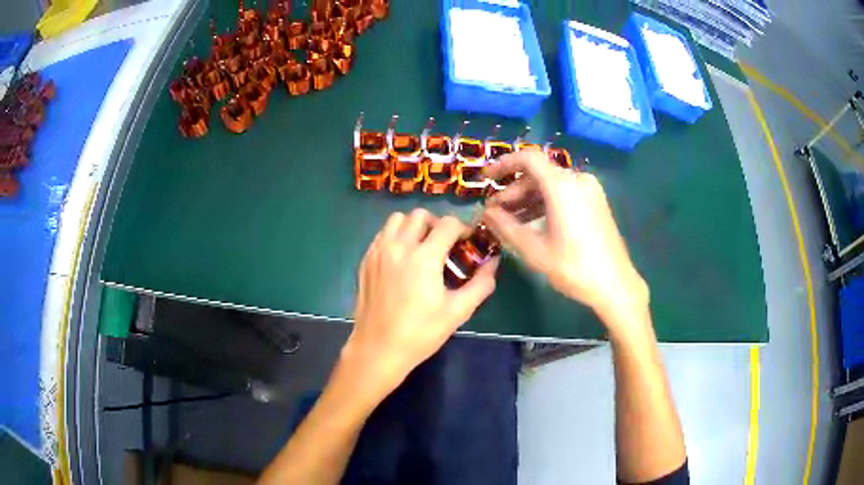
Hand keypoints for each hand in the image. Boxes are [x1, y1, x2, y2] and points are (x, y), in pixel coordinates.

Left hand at [346, 209, 498, 394]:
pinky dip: (395, 236)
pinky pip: (382, 234)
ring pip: (397, 220)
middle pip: (421, 215)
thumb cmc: (421, 333)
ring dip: (414, 226)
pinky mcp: (366, 260)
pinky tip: (402, 258)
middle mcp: (399, 246)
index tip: (467, 243)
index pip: (448, 223)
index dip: (463, 229)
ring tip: (422, 246)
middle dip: (437, 224)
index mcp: (424, 257)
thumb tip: (493, 264)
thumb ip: (480, 284)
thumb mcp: (458, 311)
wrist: (378, 349)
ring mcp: (378, 252)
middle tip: (445, 244)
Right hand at [482, 150, 647, 334]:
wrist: (615, 284)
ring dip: (528, 199)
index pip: (527, 159)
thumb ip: (506, 227)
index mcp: (562, 186)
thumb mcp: (534, 250)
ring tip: (510, 220)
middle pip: (538, 174)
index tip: (485, 177)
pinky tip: (533, 222)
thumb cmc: (574, 268)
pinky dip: (545, 203)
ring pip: (550, 185)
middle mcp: (577, 180)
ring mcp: (590, 190)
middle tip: (495, 212)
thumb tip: (486, 212)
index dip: (503, 164)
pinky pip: (564, 193)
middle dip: (513, 191)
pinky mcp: (596, 202)